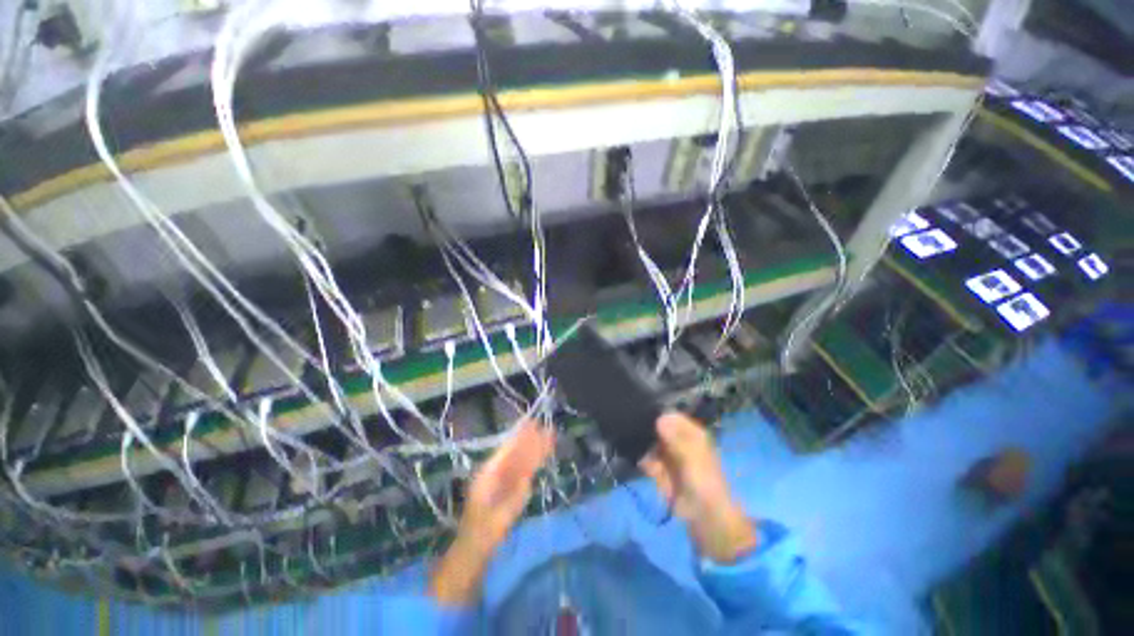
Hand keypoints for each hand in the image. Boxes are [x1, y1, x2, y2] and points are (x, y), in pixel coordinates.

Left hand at [429, 420, 554, 605]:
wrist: (475, 548)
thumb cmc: (482, 533)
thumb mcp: (497, 519)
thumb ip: (513, 500)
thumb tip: (528, 480)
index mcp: (489, 473)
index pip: (509, 449)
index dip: (521, 435)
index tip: (534, 422)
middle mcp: (497, 471)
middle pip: (518, 451)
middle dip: (533, 440)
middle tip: (549, 428)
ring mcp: (505, 478)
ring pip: (524, 459)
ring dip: (537, 448)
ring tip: (550, 437)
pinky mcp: (512, 487)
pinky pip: (526, 469)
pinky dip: (535, 461)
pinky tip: (543, 454)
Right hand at [639, 412, 757, 563]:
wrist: (707, 524)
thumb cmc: (706, 488)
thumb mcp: (694, 461)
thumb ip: (678, 440)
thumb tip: (660, 417)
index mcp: (691, 434)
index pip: (670, 415)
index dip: (655, 413)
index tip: (638, 412)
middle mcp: (679, 441)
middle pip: (656, 427)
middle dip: (644, 428)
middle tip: (628, 428)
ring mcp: (668, 456)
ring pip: (649, 442)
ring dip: (641, 444)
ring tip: (630, 444)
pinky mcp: (660, 470)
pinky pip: (647, 459)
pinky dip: (642, 459)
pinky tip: (639, 461)